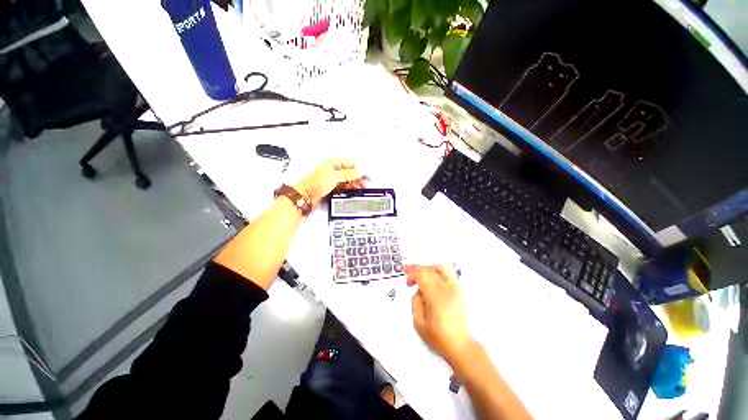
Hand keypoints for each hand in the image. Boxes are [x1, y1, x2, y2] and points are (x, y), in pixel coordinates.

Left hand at [294, 156, 368, 205]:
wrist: (305, 195)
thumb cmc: (315, 183)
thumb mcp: (335, 177)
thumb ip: (348, 174)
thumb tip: (358, 172)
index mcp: (333, 161)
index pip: (350, 162)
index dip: (359, 168)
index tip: (365, 175)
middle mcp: (333, 168)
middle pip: (349, 170)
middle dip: (358, 176)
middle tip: (364, 182)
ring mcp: (332, 176)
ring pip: (347, 178)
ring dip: (354, 182)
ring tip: (359, 186)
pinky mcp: (331, 184)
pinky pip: (343, 184)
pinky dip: (348, 186)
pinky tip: (352, 189)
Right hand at [405, 265, 473, 364]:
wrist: (460, 347)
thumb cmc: (438, 338)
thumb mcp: (418, 323)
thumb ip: (415, 302)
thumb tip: (417, 290)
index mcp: (436, 299)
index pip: (422, 275)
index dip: (411, 271)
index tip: (404, 271)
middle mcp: (447, 291)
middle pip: (430, 270)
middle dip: (417, 270)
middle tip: (410, 277)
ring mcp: (456, 290)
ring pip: (441, 268)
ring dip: (428, 268)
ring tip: (421, 275)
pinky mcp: (460, 292)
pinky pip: (448, 274)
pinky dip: (438, 272)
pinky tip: (432, 279)